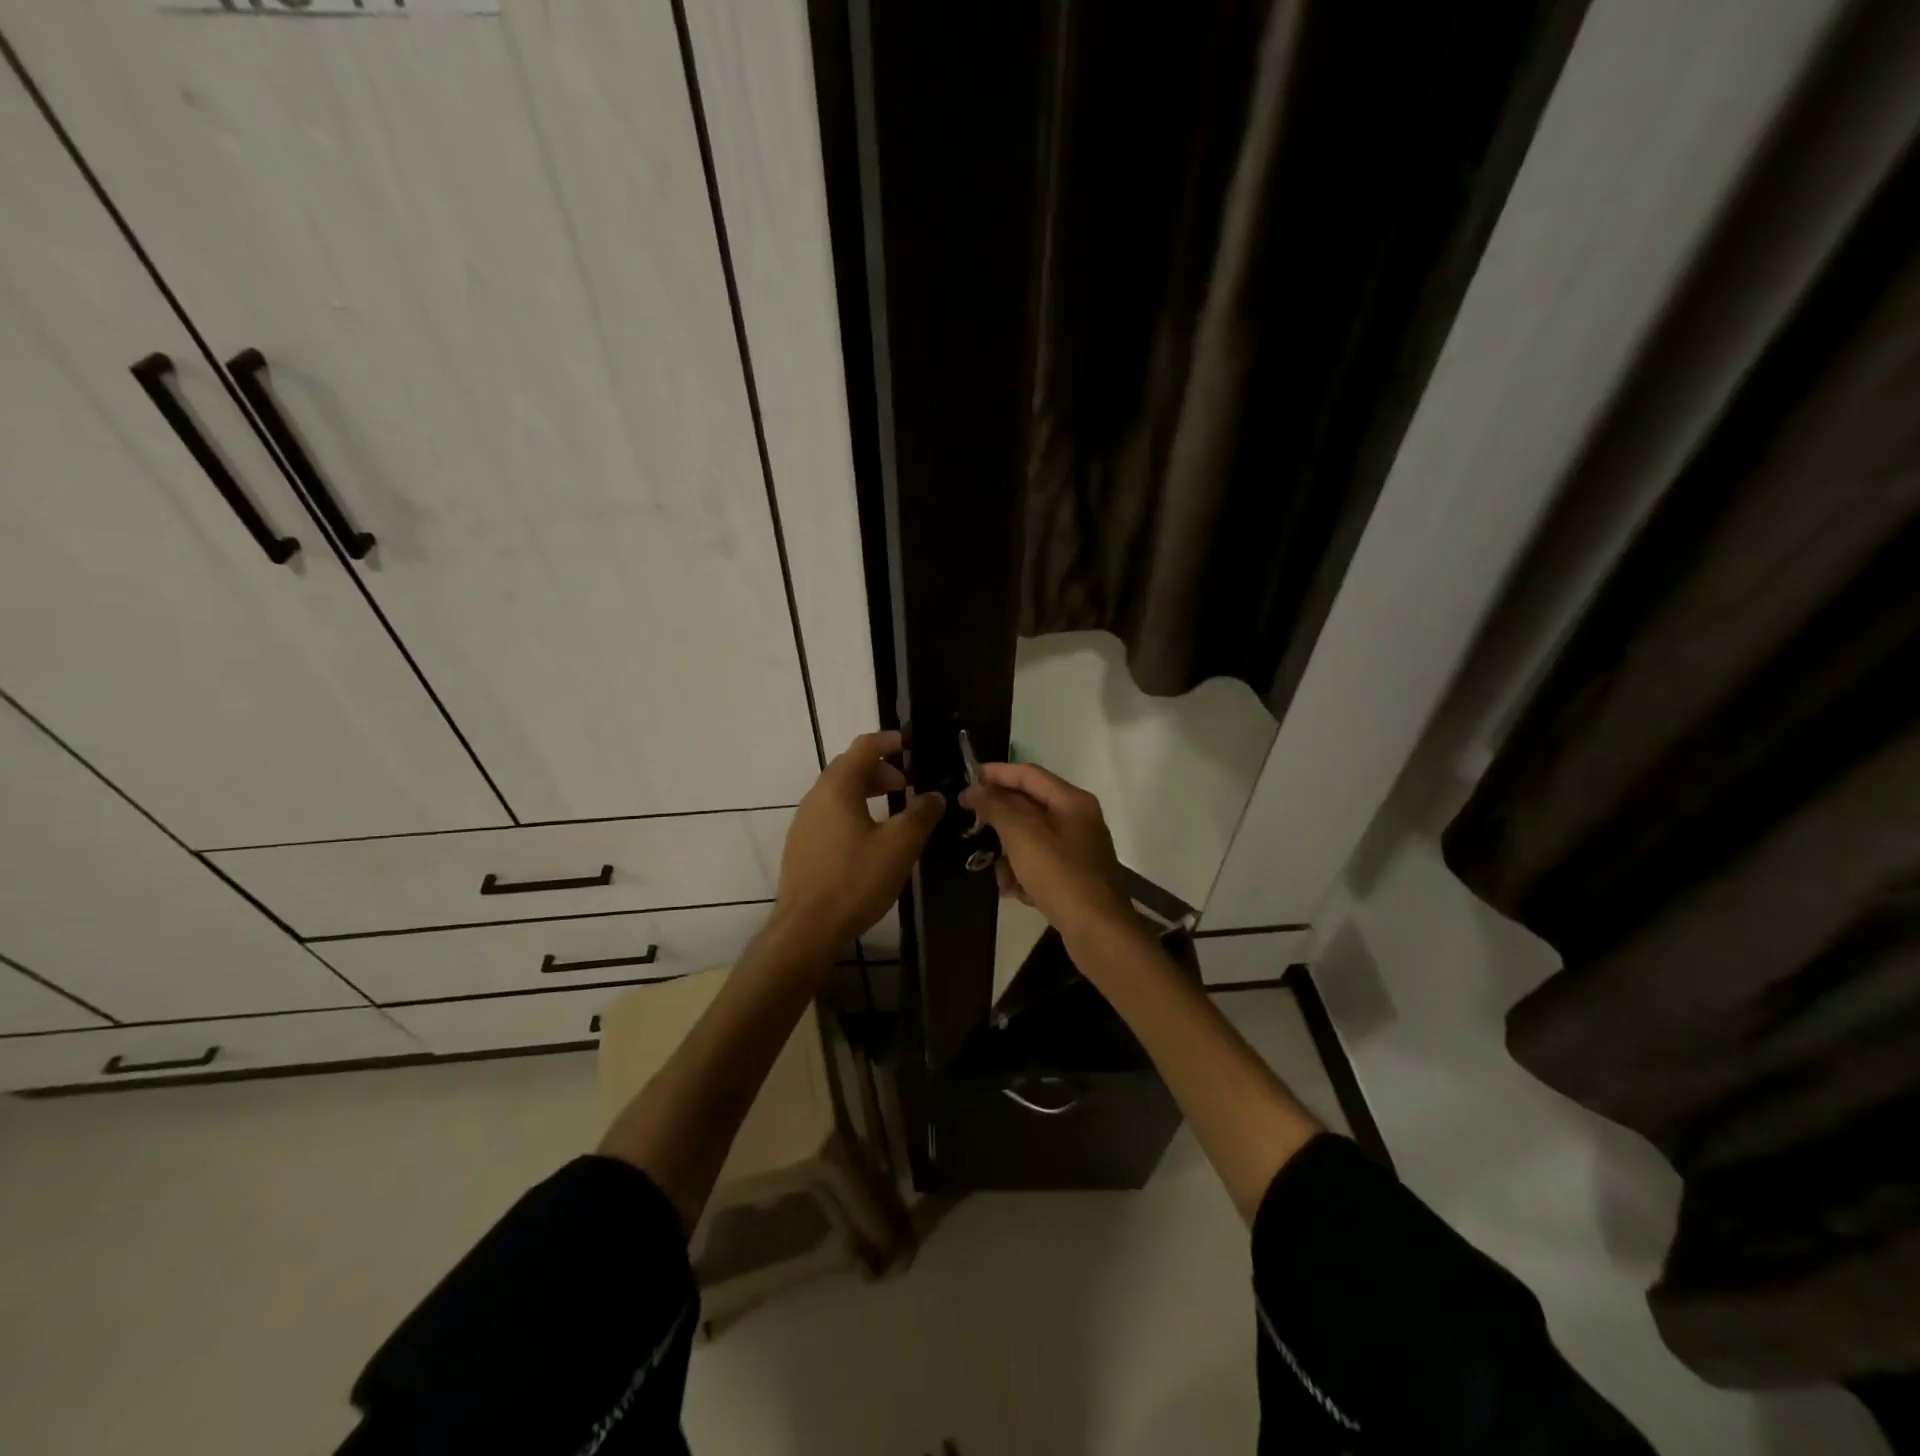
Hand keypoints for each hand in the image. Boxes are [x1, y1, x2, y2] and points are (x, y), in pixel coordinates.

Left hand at [769, 731, 943, 957]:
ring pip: (839, 791)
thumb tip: (934, 796)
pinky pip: (831, 813)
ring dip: (867, 790)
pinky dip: (853, 809)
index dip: (891, 741)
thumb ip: (921, 814)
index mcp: (838, 787)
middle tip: (908, 783)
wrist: (806, 928)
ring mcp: (804, 821)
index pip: (865, 746)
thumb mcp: (899, 846)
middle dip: (881, 768)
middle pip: (850, 766)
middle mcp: (816, 796)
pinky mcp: (802, 844)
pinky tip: (870, 836)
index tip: (913, 745)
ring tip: (893, 808)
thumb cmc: (855, 880)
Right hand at [960, 762, 1136, 944]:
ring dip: (1009, 853)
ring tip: (999, 873)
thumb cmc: (1060, 876)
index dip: (996, 773)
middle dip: (1000, 819)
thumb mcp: (1022, 836)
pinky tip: (1016, 892)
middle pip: (1029, 806)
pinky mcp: (1073, 875)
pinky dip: (1024, 874)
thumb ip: (996, 807)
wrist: (1098, 931)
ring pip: (1030, 838)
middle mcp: (1078, 819)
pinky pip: (1039, 863)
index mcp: (1072, 801)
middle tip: (972, 824)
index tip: (965, 779)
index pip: (1028, 774)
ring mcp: (1077, 848)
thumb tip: (974, 788)